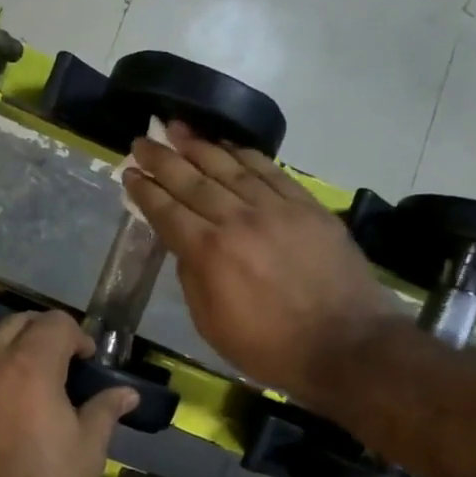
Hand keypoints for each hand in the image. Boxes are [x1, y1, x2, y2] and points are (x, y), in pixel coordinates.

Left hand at [0, 310, 136, 476]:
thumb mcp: (87, 453)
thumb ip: (104, 410)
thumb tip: (126, 393)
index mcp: (28, 368)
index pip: (53, 323)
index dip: (77, 336)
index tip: (89, 363)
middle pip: (15, 324)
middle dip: (42, 334)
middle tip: (64, 365)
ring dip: (14, 355)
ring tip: (37, 391)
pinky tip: (8, 416)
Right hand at [124, 123, 399, 402]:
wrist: (346, 347)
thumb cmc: (270, 348)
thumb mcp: (212, 325)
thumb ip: (192, 279)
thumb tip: (186, 247)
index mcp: (209, 253)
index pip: (167, 212)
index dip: (146, 191)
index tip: (129, 172)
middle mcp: (238, 221)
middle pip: (193, 181)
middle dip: (163, 158)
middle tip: (143, 139)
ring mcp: (276, 210)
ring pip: (231, 168)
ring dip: (201, 146)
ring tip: (179, 128)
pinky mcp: (308, 208)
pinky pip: (272, 172)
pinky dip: (248, 156)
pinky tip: (230, 146)